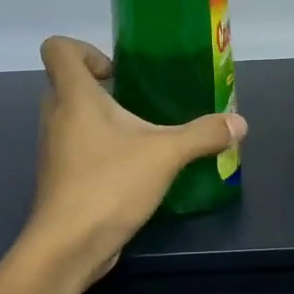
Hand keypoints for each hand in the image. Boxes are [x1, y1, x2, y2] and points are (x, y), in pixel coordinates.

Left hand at [24, 36, 246, 289]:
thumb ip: (203, 134)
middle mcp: (56, 118)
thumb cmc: (110, 184)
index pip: (58, 49)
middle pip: (65, 84)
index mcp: (75, 97)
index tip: (117, 73)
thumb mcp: (167, 154)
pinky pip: (75, 150)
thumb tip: (239, 123)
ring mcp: (53, 150)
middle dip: (99, 89)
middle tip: (136, 103)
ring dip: (100, 122)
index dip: (83, 49)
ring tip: (140, 138)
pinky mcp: (59, 179)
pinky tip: (131, 170)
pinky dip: (98, 151)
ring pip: (70, 120)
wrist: (69, 245)